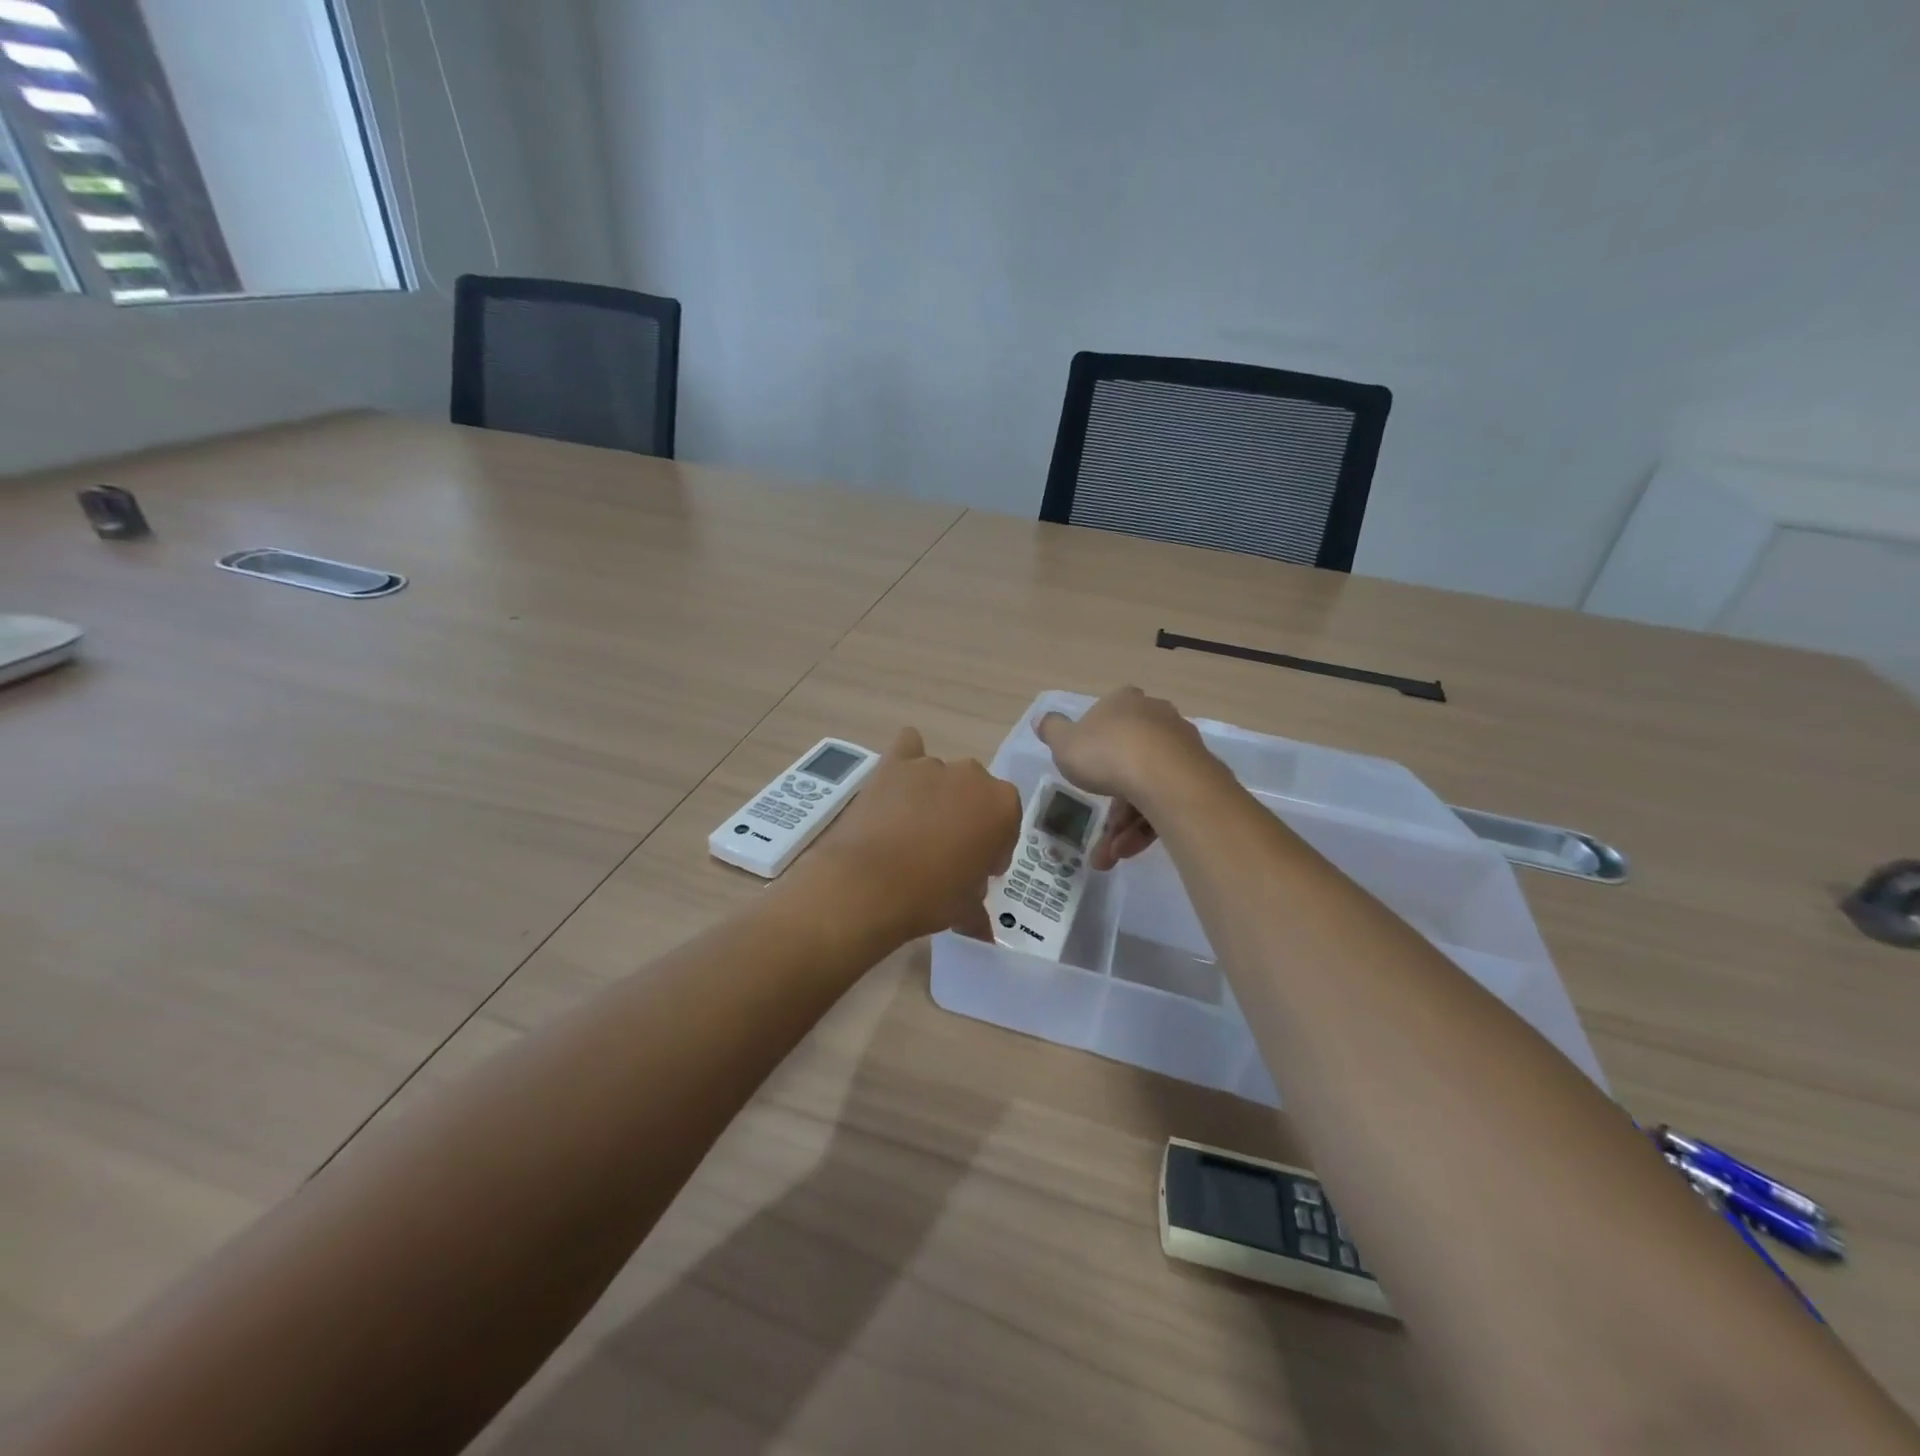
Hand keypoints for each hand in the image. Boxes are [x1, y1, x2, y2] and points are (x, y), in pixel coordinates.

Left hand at [809, 727, 1020, 943]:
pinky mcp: (893, 763)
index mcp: (1002, 806)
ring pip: (943, 776)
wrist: (867, 884)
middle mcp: (972, 776)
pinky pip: (908, 747)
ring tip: (914, 828)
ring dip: (936, 796)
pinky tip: (897, 784)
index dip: (994, 848)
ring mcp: (931, 765)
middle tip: (947, 852)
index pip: (1007, 823)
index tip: (979, 870)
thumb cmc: (929, 897)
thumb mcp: (965, 909)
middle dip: (967, 818)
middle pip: (977, 794)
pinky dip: (906, 761)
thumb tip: (981, 926)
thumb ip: (978, 907)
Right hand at [1034, 687, 1215, 870]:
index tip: (1084, 772)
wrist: (1166, 779)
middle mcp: (1157, 718)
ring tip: (1109, 856)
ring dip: (1125, 826)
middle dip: (1109, 804)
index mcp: (1125, 703)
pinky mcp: (1200, 776)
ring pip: (1146, 787)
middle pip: (1127, 760)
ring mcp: (1182, 747)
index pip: (1108, 717)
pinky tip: (1130, 851)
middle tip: (1096, 833)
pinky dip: (1147, 826)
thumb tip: (1042, 718)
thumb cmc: (1107, 754)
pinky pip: (1166, 801)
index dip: (1094, 744)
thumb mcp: (1064, 743)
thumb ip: (1052, 730)